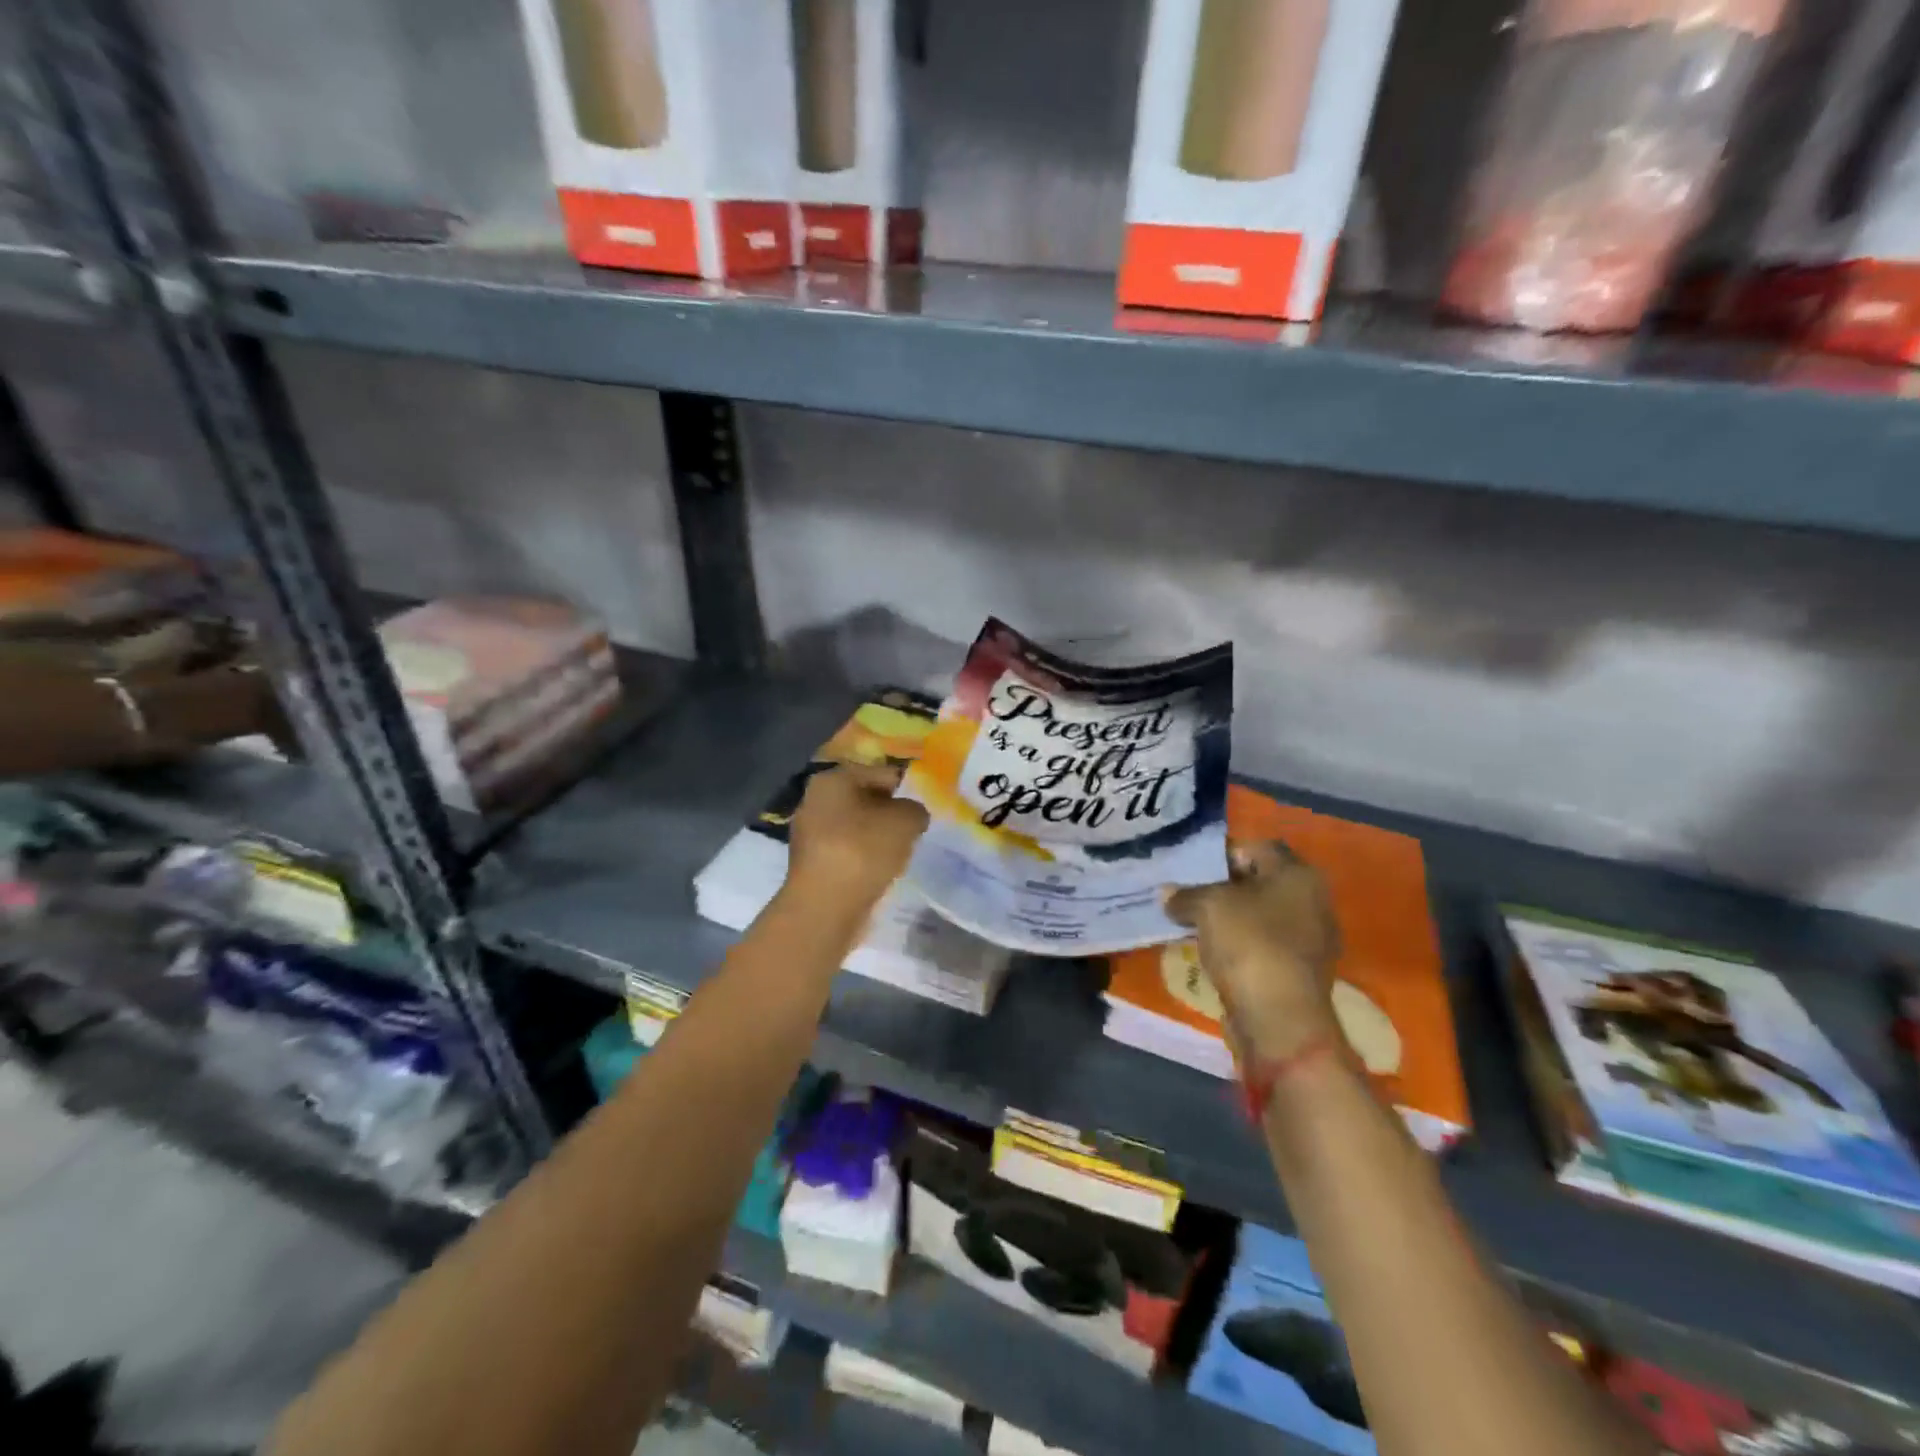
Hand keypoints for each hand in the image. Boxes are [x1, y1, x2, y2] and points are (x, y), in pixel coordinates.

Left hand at [785, 762, 928, 918]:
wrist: (825, 907)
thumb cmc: (864, 851)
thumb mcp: (906, 821)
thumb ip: (915, 809)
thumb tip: (911, 815)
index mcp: (833, 778)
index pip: (881, 773)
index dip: (907, 788)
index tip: (923, 808)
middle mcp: (814, 799)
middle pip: (865, 798)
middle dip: (890, 812)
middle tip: (914, 830)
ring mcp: (809, 832)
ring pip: (856, 826)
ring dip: (877, 836)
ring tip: (899, 852)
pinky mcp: (810, 862)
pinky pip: (847, 849)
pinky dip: (863, 856)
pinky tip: (879, 870)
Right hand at [1166, 842, 1341, 1062]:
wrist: (1279, 1020)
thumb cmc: (1249, 944)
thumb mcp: (1207, 906)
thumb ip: (1185, 894)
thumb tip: (1167, 894)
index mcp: (1299, 874)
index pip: (1256, 848)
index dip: (1222, 854)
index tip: (1191, 870)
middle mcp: (1313, 901)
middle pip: (1258, 882)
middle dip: (1222, 888)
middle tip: (1186, 895)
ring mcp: (1309, 940)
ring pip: (1259, 916)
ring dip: (1228, 919)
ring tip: (1192, 924)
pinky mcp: (1298, 972)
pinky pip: (1262, 946)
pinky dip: (1238, 946)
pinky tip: (1211, 953)